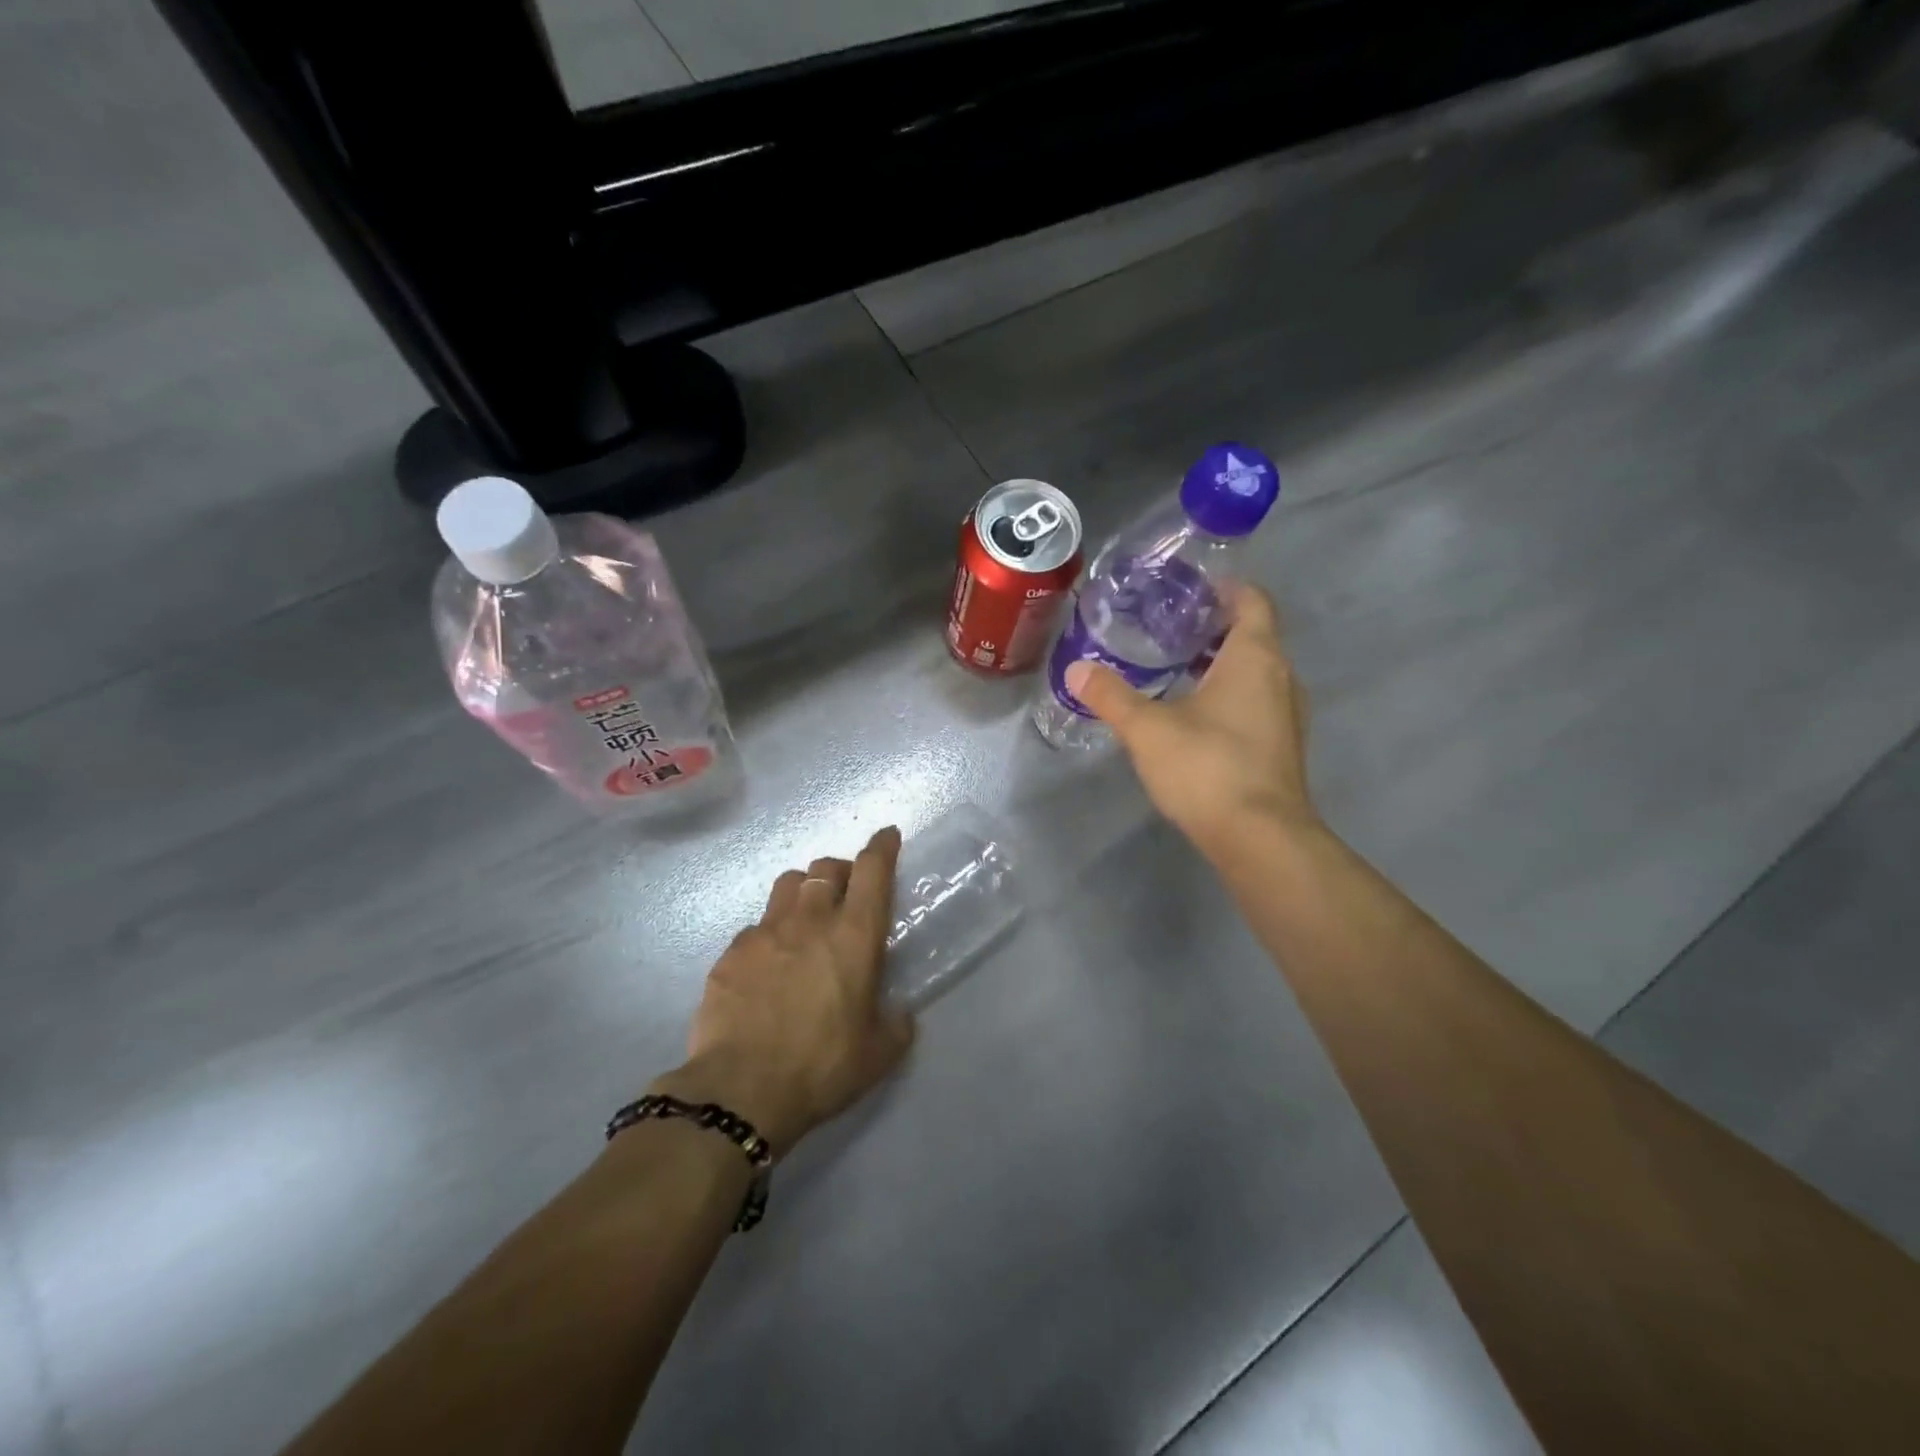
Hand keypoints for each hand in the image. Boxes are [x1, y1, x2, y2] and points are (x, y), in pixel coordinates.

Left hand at [655, 827, 914, 1155]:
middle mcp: (810, 919)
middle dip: (840, 870)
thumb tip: (899, 1011)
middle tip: (845, 893)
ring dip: (802, 891)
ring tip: (804, 918)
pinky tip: (768, 965)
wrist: (741, 1091)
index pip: (872, 870)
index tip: (888, 836)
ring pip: (786, 884)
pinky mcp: (731, 953)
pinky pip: (755, 927)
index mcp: (854, 935)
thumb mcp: (878, 1053)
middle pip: (825, 867)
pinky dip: (769, 934)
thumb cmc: (822, 1066)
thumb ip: (895, 1022)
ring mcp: (765, 932)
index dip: (882, 847)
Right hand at [1065, 583, 1316, 859]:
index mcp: (1255, 657)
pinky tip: (1193, 714)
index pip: (1252, 600)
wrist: (1260, 839)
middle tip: (1165, 627)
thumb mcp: (1148, 729)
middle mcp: (1281, 677)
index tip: (1187, 589)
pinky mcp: (1281, 746)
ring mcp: (1287, 714)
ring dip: (1220, 664)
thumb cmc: (1208, 767)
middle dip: (1212, 627)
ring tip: (1173, 667)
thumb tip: (1077, 669)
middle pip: (1253, 635)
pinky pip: (1256, 701)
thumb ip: (1111, 695)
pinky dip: (1229, 694)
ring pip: (1255, 672)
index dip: (1224, 588)